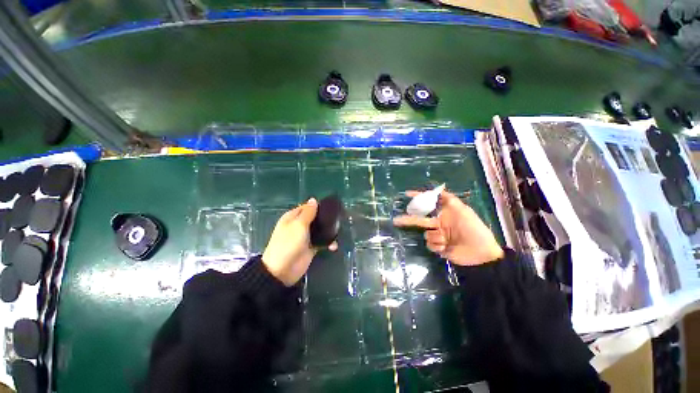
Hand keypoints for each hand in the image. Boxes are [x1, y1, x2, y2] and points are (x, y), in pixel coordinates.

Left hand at [262, 198, 337, 285]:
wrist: (282, 270)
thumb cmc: (288, 243)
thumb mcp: (298, 225)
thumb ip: (308, 212)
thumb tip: (313, 199)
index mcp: (293, 217)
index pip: (307, 207)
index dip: (318, 206)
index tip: (331, 206)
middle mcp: (299, 226)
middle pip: (315, 218)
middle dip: (325, 219)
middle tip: (338, 219)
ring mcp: (305, 237)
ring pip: (320, 230)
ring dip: (328, 231)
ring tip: (338, 232)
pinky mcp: (311, 247)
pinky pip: (322, 242)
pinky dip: (328, 243)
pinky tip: (333, 246)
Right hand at [393, 190, 502, 265]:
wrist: (480, 253)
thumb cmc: (473, 229)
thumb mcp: (463, 210)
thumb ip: (449, 199)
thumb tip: (439, 187)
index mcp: (445, 214)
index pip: (429, 204)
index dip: (419, 198)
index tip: (407, 195)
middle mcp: (439, 224)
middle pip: (420, 220)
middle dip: (408, 220)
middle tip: (396, 220)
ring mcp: (438, 236)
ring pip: (426, 234)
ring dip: (436, 237)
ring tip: (447, 241)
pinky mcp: (438, 247)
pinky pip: (430, 244)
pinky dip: (437, 245)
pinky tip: (447, 248)